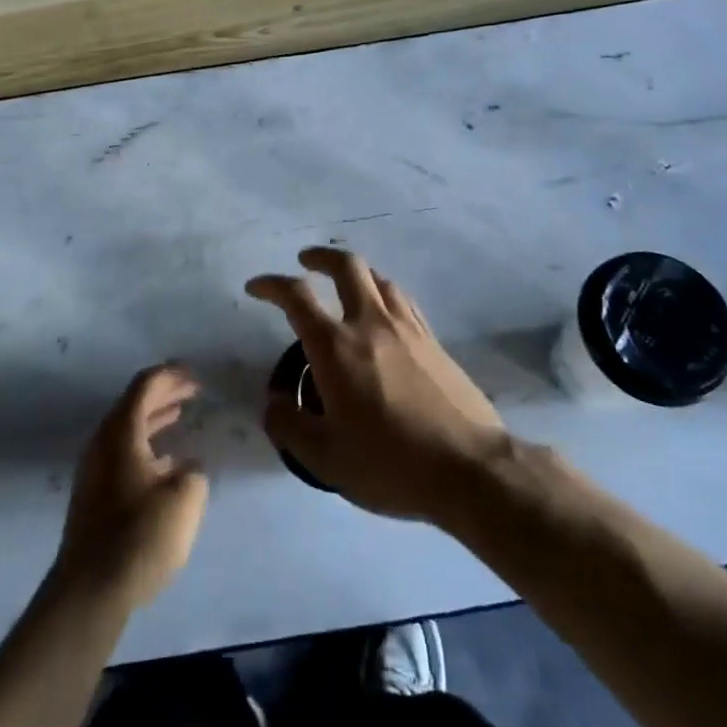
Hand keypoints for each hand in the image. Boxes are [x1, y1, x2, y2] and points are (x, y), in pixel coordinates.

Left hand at [55, 364, 208, 609]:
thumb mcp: (184, 498)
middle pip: (134, 404)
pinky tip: (167, 461)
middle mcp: (103, 443)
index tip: (195, 374)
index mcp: (121, 432)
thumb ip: (193, 472)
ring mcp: (95, 470)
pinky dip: (147, 444)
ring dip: (155, 419)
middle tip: (193, 390)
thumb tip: (186, 467)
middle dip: (164, 393)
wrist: (90, 591)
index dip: (172, 375)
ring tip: (181, 414)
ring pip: (128, 430)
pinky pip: (124, 452)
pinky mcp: (95, 495)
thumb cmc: (139, 535)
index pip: (145, 386)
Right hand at [248, 248, 507, 521]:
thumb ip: (290, 427)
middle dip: (320, 257)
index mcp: (337, 347)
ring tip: (345, 287)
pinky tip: (383, 314)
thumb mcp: (325, 459)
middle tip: (305, 261)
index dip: (271, 284)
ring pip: (379, 279)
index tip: (256, 286)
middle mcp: (371, 324)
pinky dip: (383, 293)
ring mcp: (408, 328)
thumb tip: (273, 402)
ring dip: (355, 274)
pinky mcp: (434, 342)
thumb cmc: (391, 464)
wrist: (471, 469)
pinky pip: (402, 301)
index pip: (297, 296)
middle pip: (347, 266)